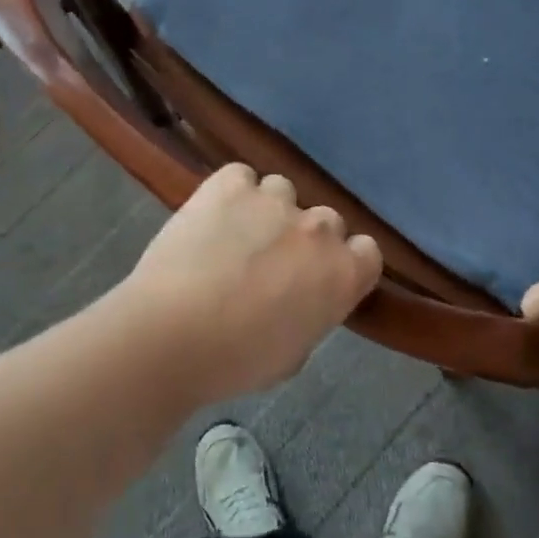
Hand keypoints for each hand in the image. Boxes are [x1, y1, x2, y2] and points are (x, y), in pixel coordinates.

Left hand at [125, 165, 382, 401]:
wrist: (172, 334)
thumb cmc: (236, 361)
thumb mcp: (293, 353)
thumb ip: (311, 314)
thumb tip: (300, 300)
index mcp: (343, 274)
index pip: (366, 251)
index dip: (343, 262)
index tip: (318, 278)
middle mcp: (318, 228)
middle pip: (325, 220)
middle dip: (304, 238)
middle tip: (271, 263)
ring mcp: (274, 199)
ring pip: (282, 192)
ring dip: (266, 211)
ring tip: (233, 237)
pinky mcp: (231, 184)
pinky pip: (241, 177)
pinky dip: (230, 193)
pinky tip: (211, 217)